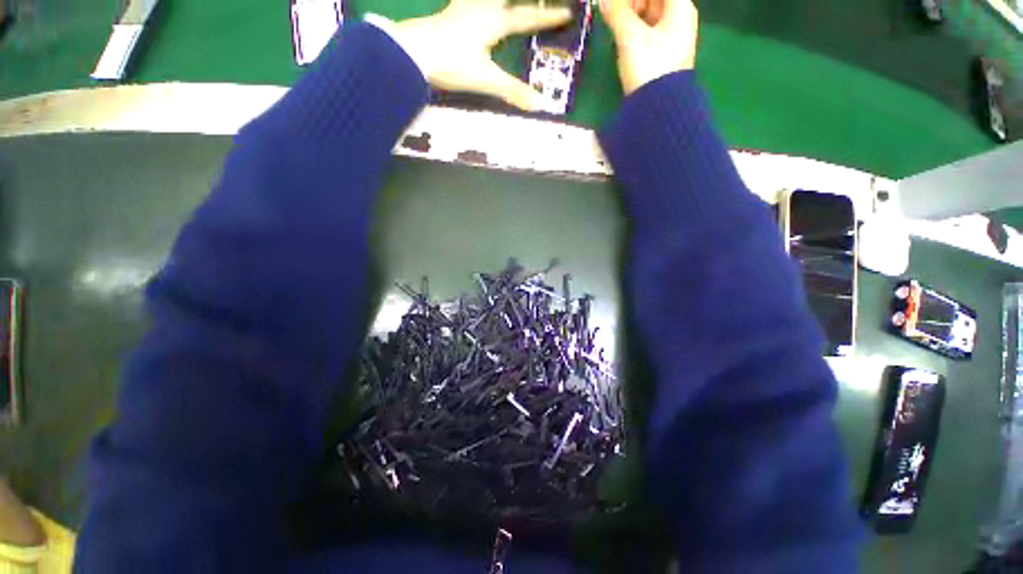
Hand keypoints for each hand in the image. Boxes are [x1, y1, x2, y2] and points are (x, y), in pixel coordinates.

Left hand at [391, 0, 571, 111]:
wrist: (412, 52)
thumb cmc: (452, 63)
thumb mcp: (486, 80)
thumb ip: (512, 91)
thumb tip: (539, 104)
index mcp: (494, 22)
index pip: (526, 18)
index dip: (546, 18)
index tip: (566, 13)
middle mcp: (481, 8)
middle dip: (525, 1)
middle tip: (537, 0)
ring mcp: (463, 8)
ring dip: (500, 0)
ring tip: (505, 3)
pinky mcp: (449, 13)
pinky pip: (465, 1)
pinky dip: (470, 2)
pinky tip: (469, 5)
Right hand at [600, 0, 697, 94]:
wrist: (658, 107)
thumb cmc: (649, 66)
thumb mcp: (630, 37)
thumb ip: (616, 13)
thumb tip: (604, 0)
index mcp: (680, 6)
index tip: (616, 4)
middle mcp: (680, 17)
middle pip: (655, 0)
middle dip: (632, 3)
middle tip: (612, 12)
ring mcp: (672, 37)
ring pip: (650, 14)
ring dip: (631, 14)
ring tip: (614, 23)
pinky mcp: (663, 54)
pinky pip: (648, 31)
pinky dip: (635, 29)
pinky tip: (622, 36)